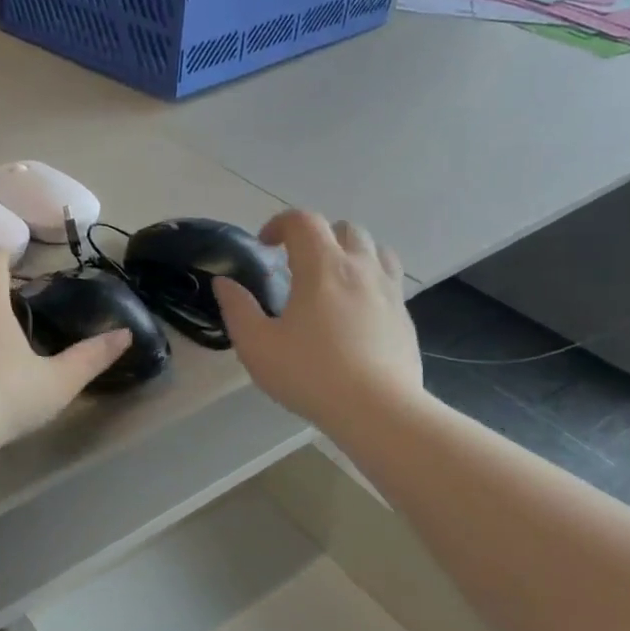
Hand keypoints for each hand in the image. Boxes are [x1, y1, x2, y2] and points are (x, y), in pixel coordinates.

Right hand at [212, 210, 422, 429]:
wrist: (378, 409)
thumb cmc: (310, 374)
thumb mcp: (257, 345)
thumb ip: (237, 309)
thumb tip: (224, 283)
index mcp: (322, 267)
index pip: (303, 221)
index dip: (279, 224)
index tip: (264, 246)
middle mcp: (360, 268)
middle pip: (344, 229)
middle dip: (317, 237)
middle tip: (297, 265)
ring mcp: (389, 291)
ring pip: (375, 249)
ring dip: (349, 253)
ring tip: (331, 281)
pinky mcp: (405, 316)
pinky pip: (389, 280)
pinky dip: (369, 281)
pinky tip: (354, 312)